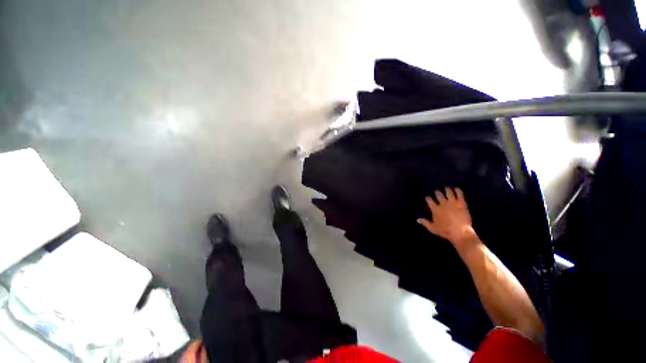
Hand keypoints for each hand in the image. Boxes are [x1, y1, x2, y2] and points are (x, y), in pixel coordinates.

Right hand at [417, 187, 477, 250]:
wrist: (461, 233)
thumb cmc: (446, 231)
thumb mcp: (433, 228)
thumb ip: (425, 223)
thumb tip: (417, 219)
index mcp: (435, 209)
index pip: (429, 199)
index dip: (428, 198)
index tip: (428, 198)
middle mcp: (443, 204)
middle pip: (438, 194)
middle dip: (437, 192)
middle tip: (437, 192)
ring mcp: (452, 203)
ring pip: (448, 192)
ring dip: (447, 189)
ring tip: (446, 188)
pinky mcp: (461, 203)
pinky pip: (459, 194)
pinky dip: (458, 190)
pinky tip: (456, 189)